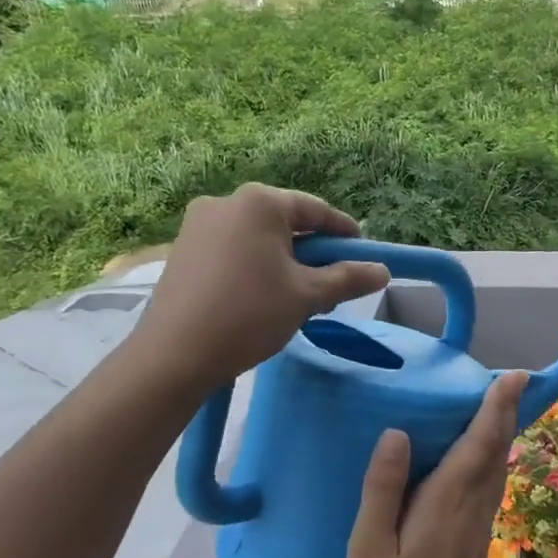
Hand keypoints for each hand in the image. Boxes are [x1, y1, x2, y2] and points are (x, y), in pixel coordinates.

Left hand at [131, 184, 390, 392]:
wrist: (174, 355)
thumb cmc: (250, 314)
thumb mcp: (307, 296)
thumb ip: (348, 278)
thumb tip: (383, 271)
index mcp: (260, 202)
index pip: (316, 210)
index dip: (344, 232)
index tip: (363, 253)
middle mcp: (226, 202)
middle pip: (285, 222)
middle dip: (312, 251)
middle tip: (332, 283)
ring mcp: (198, 225)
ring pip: (258, 237)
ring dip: (284, 261)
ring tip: (299, 295)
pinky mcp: (182, 249)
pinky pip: (232, 249)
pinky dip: (255, 266)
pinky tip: (262, 297)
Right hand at [348, 372, 527, 557]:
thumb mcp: (369, 550)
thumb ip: (382, 490)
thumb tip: (397, 433)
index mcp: (447, 502)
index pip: (480, 443)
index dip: (497, 407)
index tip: (514, 376)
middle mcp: (473, 507)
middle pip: (497, 450)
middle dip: (506, 411)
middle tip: (511, 379)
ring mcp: (480, 525)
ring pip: (499, 467)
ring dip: (503, 432)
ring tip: (500, 404)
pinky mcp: (477, 539)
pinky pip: (492, 484)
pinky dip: (494, 457)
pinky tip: (483, 454)